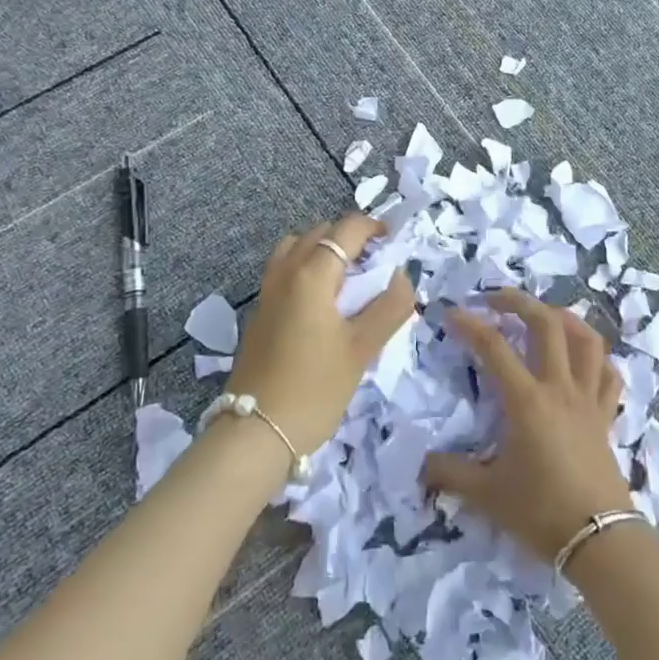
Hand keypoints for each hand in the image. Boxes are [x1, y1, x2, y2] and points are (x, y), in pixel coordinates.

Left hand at [226, 213, 414, 453]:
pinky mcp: (259, 313)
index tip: (393, 240)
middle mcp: (285, 272)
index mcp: (311, 274)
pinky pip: (285, 270)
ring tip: (347, 278)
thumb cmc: (315, 388)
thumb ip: (389, 307)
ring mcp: (267, 292)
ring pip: (296, 248)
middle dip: (349, 237)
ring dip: (323, 250)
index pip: (345, 229)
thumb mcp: (362, 349)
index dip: (372, 227)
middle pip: (319, 233)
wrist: (256, 432)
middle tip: (375, 262)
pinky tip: (323, 303)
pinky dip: (306, 268)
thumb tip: (403, 275)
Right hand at [421, 289, 632, 565]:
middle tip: (496, 298)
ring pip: (586, 340)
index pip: (494, 348)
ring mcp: (588, 399)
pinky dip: (597, 358)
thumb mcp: (487, 494)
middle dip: (519, 302)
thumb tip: (421, 465)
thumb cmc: (541, 512)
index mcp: (527, 400)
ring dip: (565, 318)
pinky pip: (608, 375)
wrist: (600, 540)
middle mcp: (559, 388)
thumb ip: (450, 474)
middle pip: (546, 325)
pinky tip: (585, 357)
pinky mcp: (606, 416)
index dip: (470, 325)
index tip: (451, 313)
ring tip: (545, 313)